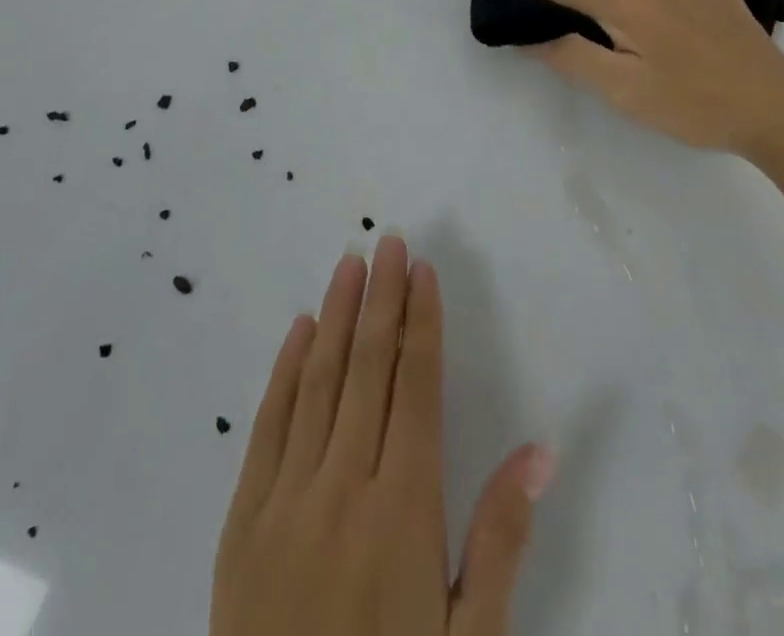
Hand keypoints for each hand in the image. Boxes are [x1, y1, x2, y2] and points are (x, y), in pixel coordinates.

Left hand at [212, 236, 553, 635]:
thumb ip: (501, 541)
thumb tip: (541, 450)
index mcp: (403, 509)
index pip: (415, 387)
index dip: (420, 322)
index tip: (422, 271)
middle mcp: (342, 486)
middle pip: (367, 368)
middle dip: (381, 298)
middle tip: (388, 240)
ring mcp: (285, 499)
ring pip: (318, 381)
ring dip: (337, 316)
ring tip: (350, 263)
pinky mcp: (242, 520)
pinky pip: (267, 426)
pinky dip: (286, 370)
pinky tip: (300, 329)